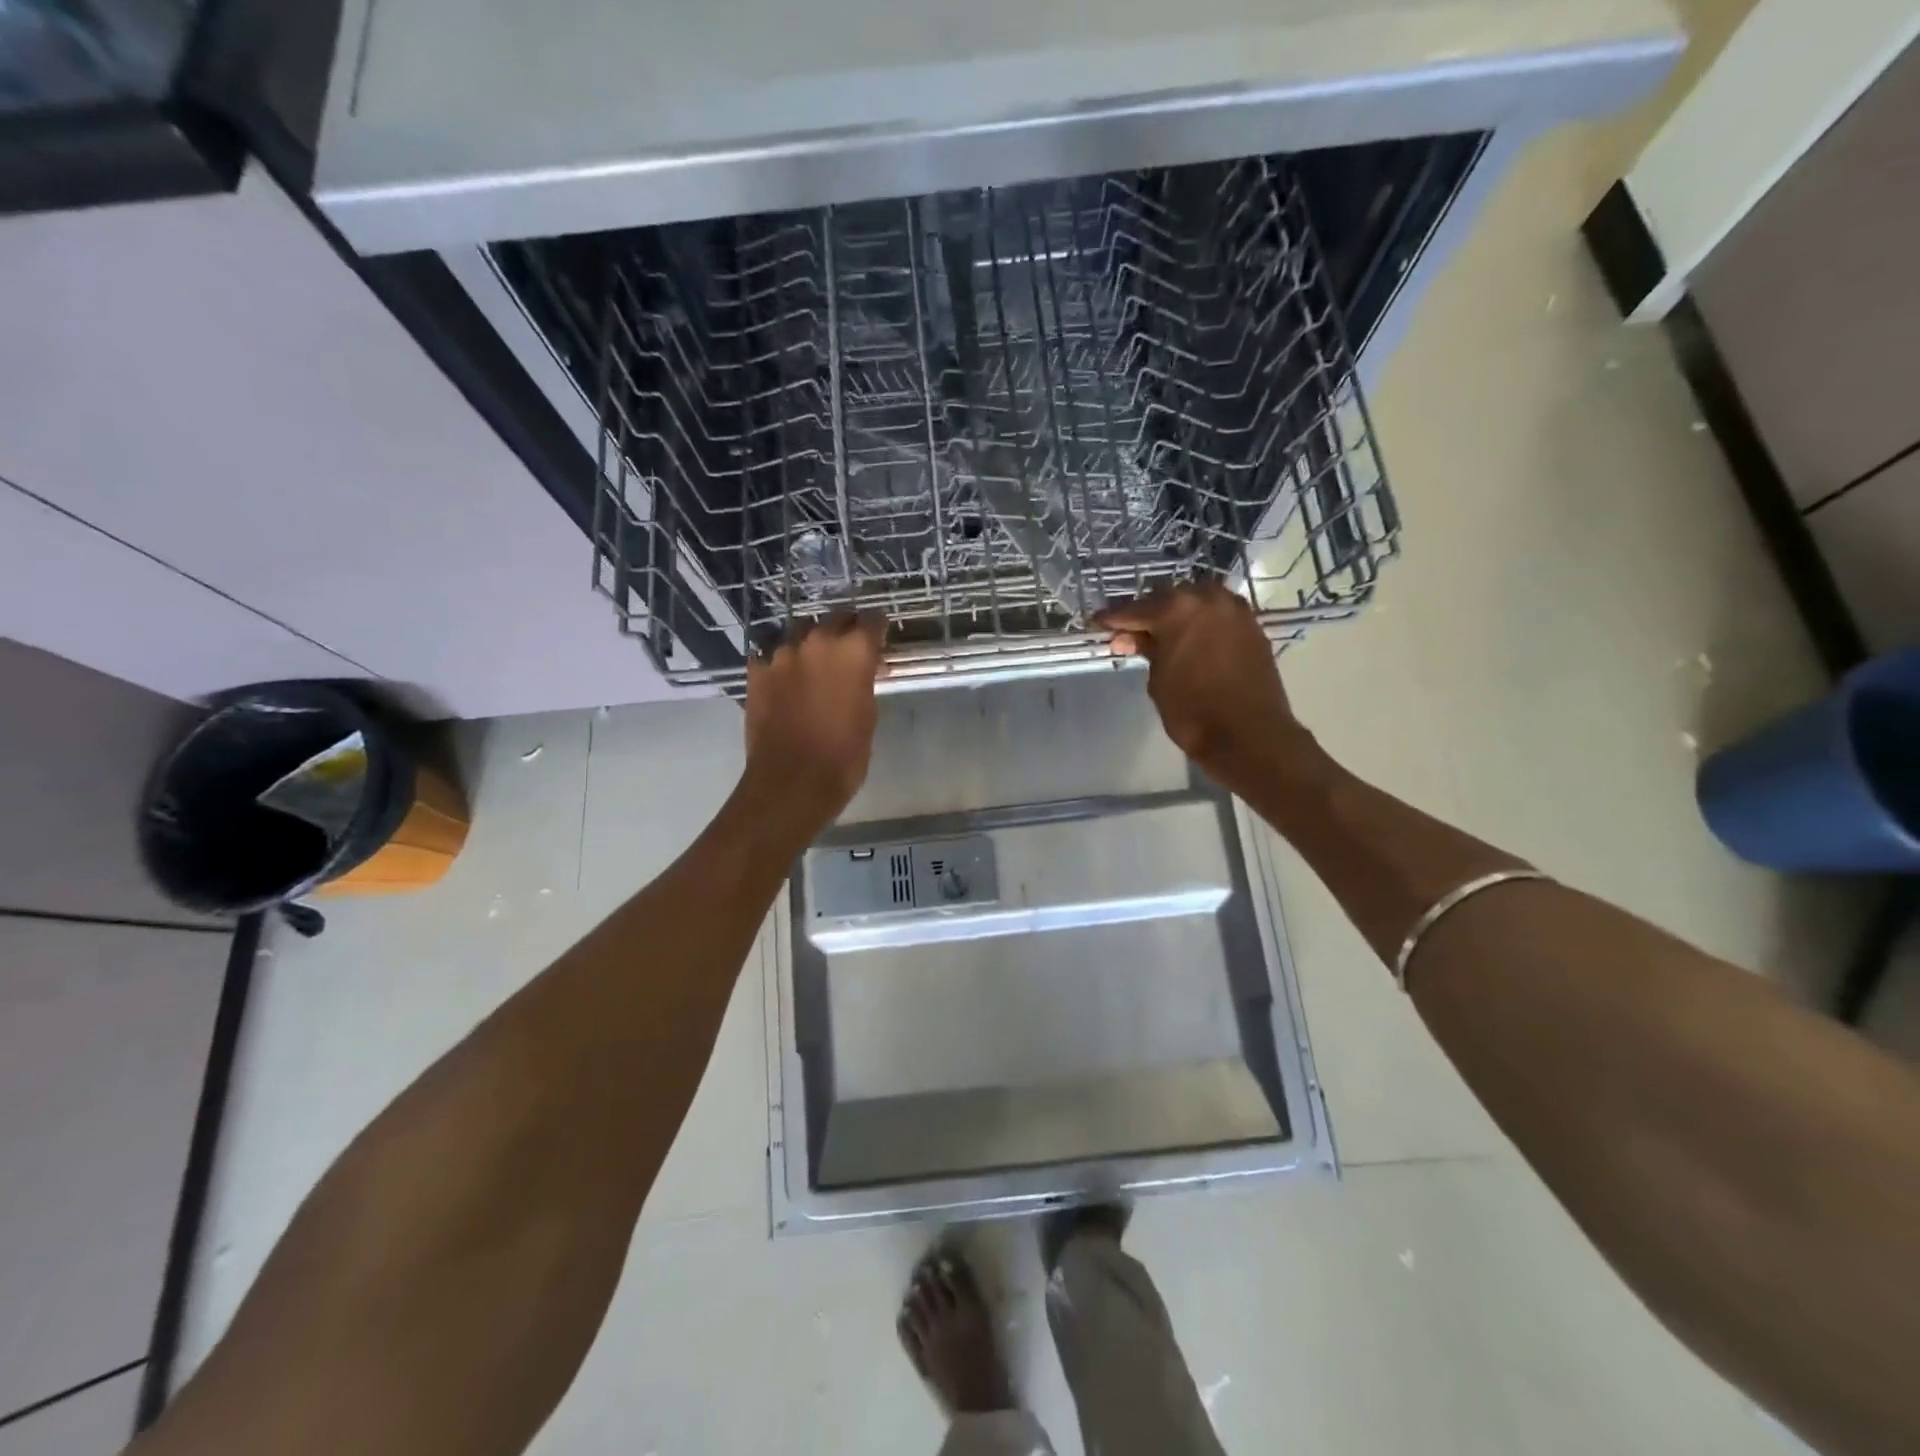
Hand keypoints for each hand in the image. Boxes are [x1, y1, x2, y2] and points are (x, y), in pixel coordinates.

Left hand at [742, 613, 887, 830]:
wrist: (792, 782)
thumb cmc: (844, 756)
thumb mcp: (868, 715)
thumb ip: (864, 681)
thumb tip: (862, 671)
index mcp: (853, 651)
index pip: (871, 621)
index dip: (877, 630)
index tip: (880, 639)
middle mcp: (817, 641)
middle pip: (835, 620)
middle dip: (845, 631)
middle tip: (850, 651)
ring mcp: (781, 654)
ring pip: (801, 634)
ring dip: (811, 645)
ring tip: (815, 666)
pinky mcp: (757, 671)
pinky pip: (772, 656)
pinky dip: (782, 664)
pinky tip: (786, 680)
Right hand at [1095, 581, 1308, 784]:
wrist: (1249, 734)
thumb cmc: (1192, 711)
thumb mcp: (1158, 680)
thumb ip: (1146, 650)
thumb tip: (1132, 637)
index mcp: (1176, 609)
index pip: (1135, 609)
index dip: (1113, 618)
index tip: (1099, 622)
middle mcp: (1207, 598)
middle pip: (1167, 597)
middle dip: (1148, 613)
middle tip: (1132, 634)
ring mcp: (1234, 609)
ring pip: (1197, 600)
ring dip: (1178, 613)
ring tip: (1164, 634)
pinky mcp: (1252, 625)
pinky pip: (1219, 613)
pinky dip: (1202, 620)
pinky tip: (1193, 638)